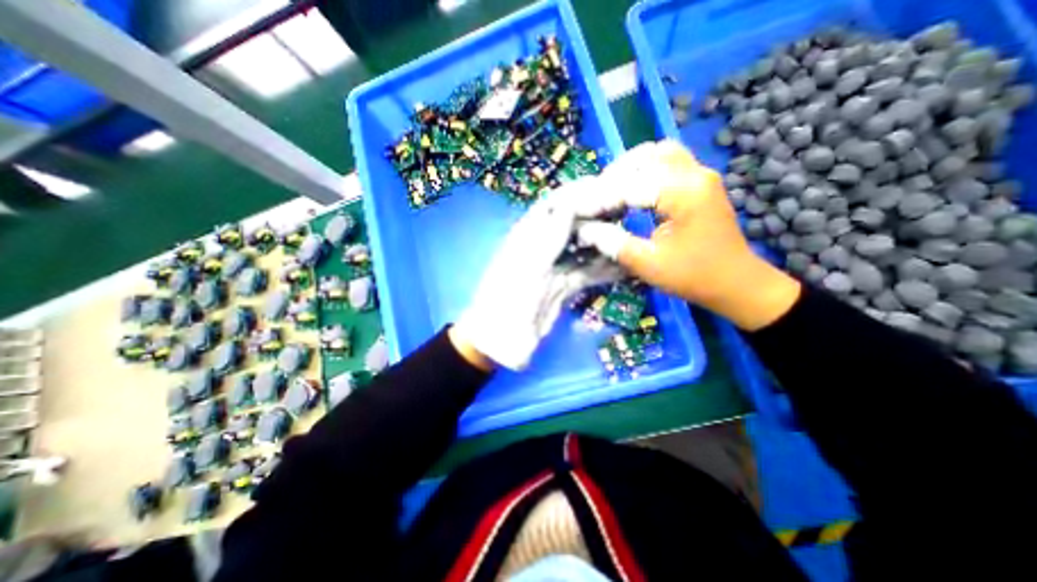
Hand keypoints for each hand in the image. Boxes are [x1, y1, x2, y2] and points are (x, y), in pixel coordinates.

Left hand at [452, 185, 623, 370]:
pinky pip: (587, 273)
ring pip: (583, 248)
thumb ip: (547, 237)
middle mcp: (542, 248)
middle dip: (598, 215)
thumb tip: (570, 205)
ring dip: (605, 242)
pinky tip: (625, 267)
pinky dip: (605, 269)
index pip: (555, 206)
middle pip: (573, 224)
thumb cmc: (507, 302)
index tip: (608, 187)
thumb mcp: (526, 267)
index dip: (579, 193)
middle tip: (628, 210)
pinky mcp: (563, 288)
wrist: (502, 341)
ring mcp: (554, 268)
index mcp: (527, 237)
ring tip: (632, 236)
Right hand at [576, 139, 799, 330]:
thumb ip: (615, 243)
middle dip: (613, 178)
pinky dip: (645, 169)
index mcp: (684, 193)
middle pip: (644, 157)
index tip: (578, 212)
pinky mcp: (699, 181)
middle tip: (595, 202)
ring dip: (629, 168)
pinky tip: (632, 189)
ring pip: (657, 152)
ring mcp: (700, 174)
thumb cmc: (694, 277)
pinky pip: (667, 161)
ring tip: (610, 192)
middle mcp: (694, 174)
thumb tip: (586, 230)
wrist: (735, 282)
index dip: (600, 199)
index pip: (631, 185)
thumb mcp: (649, 265)